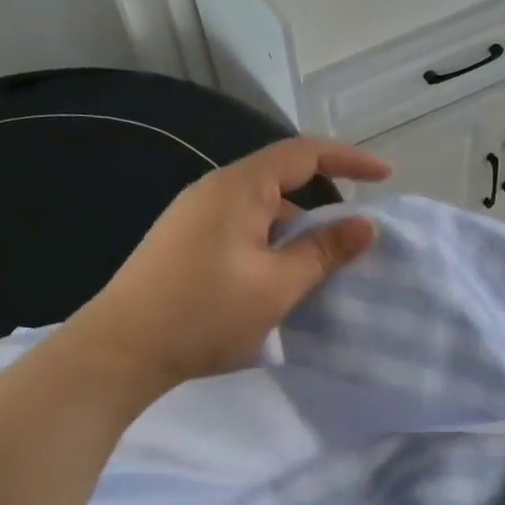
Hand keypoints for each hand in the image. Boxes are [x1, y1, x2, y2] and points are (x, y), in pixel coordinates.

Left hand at [69, 136, 389, 395]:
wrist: (119, 351)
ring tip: (316, 267)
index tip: (385, 175)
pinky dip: (268, 242)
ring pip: (259, 208)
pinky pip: (239, 227)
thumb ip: (323, 251)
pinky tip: (273, 278)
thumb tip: (365, 224)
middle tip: (352, 236)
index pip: (303, 153)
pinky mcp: (181, 242)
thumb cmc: (204, 313)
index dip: (349, 158)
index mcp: (238, 188)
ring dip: (293, 228)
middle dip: (322, 200)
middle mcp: (213, 190)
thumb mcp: (277, 285)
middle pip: (280, 178)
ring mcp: (192, 216)